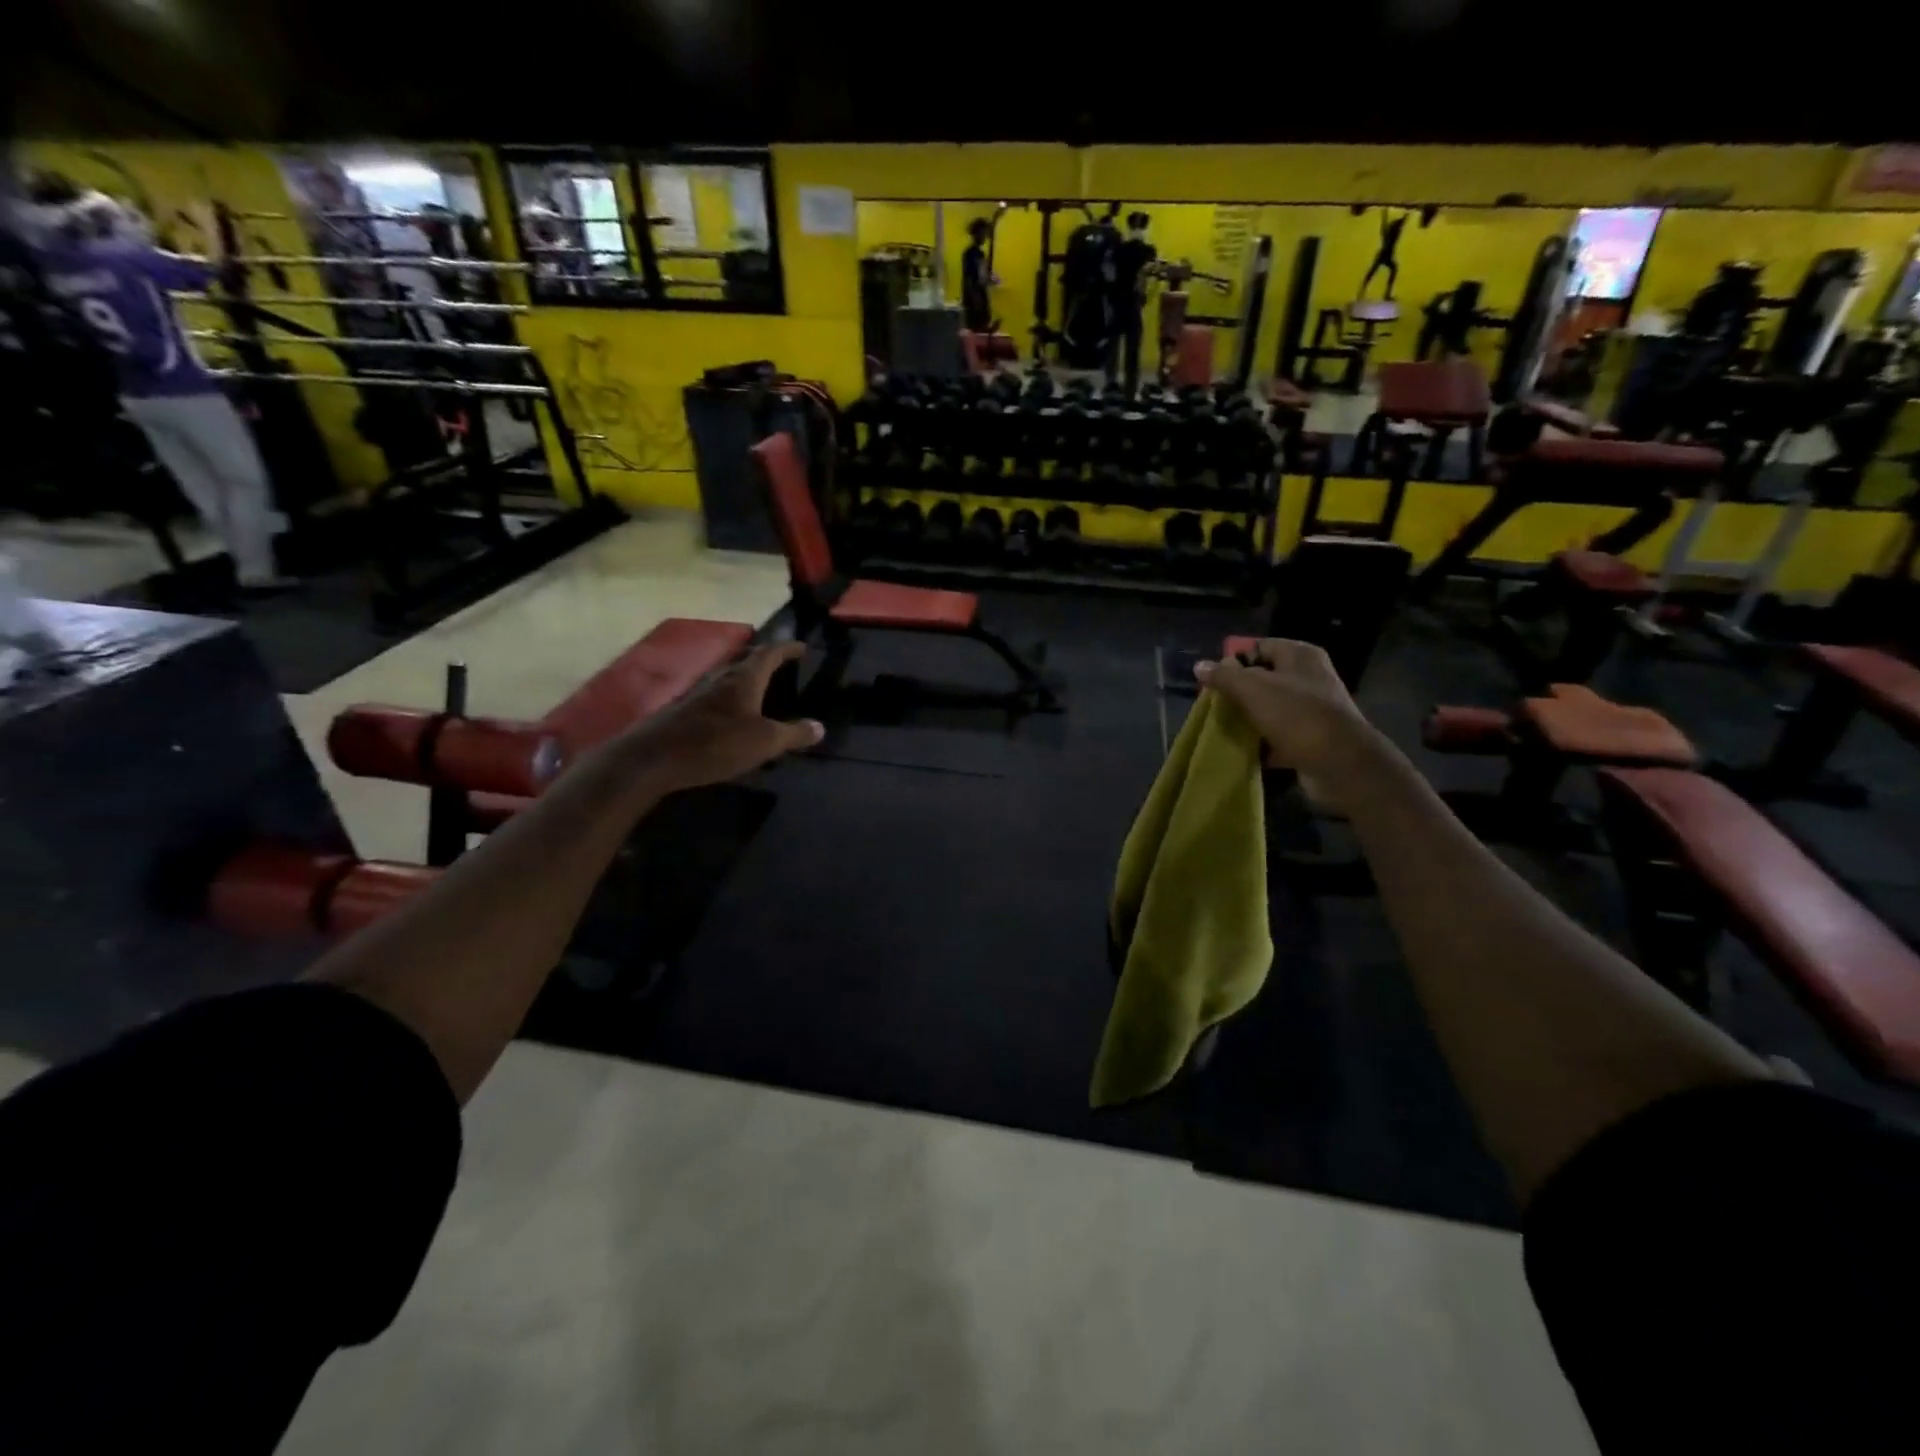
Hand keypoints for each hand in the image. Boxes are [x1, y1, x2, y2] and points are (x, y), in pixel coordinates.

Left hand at [617, 642, 822, 790]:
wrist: (653, 759)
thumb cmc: (715, 743)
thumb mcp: (764, 742)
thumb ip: (793, 734)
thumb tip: (819, 727)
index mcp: (744, 678)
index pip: (770, 653)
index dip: (788, 648)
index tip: (803, 647)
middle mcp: (721, 677)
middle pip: (747, 660)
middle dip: (766, 660)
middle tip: (784, 666)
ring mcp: (699, 693)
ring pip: (728, 677)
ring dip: (746, 678)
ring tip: (762, 689)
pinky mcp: (684, 710)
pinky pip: (715, 695)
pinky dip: (731, 698)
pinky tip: (733, 715)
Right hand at [1194, 638, 1374, 780]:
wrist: (1340, 763)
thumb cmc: (1296, 715)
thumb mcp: (1252, 689)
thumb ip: (1224, 676)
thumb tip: (1200, 666)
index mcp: (1300, 656)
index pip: (1259, 647)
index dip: (1235, 662)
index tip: (1215, 681)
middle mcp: (1310, 678)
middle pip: (1264, 679)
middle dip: (1239, 693)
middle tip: (1217, 706)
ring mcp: (1313, 709)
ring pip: (1270, 708)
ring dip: (1249, 719)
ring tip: (1225, 729)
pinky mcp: (1312, 738)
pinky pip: (1279, 735)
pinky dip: (1262, 743)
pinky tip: (1244, 750)